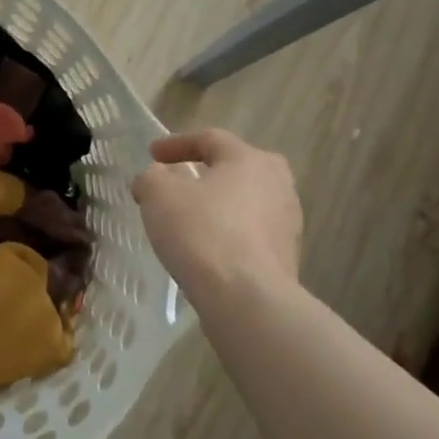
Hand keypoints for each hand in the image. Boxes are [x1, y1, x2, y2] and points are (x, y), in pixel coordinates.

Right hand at [131, 129, 303, 301]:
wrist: (247, 299)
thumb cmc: (202, 233)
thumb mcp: (159, 196)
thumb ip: (151, 178)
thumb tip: (153, 178)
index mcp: (249, 159)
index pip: (210, 139)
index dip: (176, 143)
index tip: (151, 154)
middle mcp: (277, 183)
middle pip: (238, 167)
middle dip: (209, 170)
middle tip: (184, 179)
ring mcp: (287, 222)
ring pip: (247, 201)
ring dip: (220, 204)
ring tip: (192, 218)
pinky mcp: (287, 256)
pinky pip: (251, 233)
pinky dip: (229, 233)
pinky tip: (208, 248)